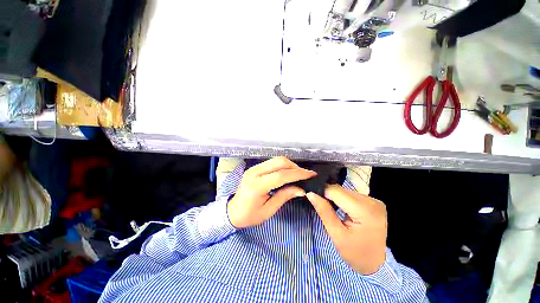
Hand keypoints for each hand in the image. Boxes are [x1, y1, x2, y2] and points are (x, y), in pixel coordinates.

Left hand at [227, 157, 316, 227]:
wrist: (232, 211)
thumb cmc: (249, 215)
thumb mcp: (268, 210)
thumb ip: (284, 196)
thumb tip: (301, 189)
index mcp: (256, 186)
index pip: (281, 175)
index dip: (297, 174)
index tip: (311, 175)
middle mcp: (254, 172)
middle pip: (279, 162)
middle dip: (295, 167)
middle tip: (305, 175)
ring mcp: (253, 168)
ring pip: (276, 160)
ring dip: (290, 165)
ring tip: (298, 175)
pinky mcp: (254, 167)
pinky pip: (272, 162)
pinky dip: (283, 166)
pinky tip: (288, 173)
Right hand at [307, 184, 386, 274]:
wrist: (377, 264)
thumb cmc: (355, 254)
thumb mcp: (337, 235)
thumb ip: (324, 211)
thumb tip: (310, 193)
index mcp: (365, 210)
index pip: (337, 191)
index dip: (322, 192)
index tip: (313, 197)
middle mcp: (372, 201)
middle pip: (342, 190)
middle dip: (329, 195)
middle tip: (321, 205)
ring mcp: (375, 201)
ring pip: (346, 191)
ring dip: (336, 197)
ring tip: (331, 208)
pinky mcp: (374, 202)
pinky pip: (352, 195)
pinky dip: (343, 199)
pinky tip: (341, 208)